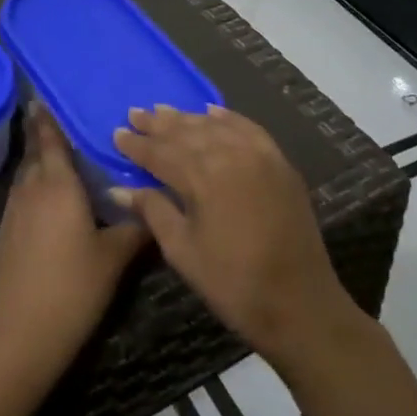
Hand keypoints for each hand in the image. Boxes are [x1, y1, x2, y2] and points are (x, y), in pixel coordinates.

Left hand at [0, 104, 149, 377]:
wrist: (21, 334)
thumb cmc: (73, 287)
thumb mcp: (115, 257)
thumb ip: (136, 228)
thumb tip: (155, 210)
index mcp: (57, 185)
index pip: (49, 141)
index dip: (46, 119)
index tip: (42, 97)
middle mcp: (30, 191)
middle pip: (35, 156)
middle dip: (45, 139)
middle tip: (64, 127)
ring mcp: (12, 214)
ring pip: (27, 179)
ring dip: (40, 167)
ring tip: (63, 163)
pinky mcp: (5, 237)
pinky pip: (22, 201)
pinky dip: (35, 192)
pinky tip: (52, 206)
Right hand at [111, 105, 360, 366]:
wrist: (300, 303)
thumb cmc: (232, 283)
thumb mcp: (183, 251)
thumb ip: (153, 211)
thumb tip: (118, 189)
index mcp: (203, 178)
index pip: (161, 153)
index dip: (137, 144)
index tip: (116, 133)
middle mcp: (231, 155)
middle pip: (187, 132)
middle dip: (158, 124)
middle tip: (135, 114)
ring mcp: (260, 156)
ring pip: (215, 126)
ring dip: (188, 118)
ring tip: (164, 111)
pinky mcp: (280, 164)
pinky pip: (249, 129)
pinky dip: (228, 119)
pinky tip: (213, 112)